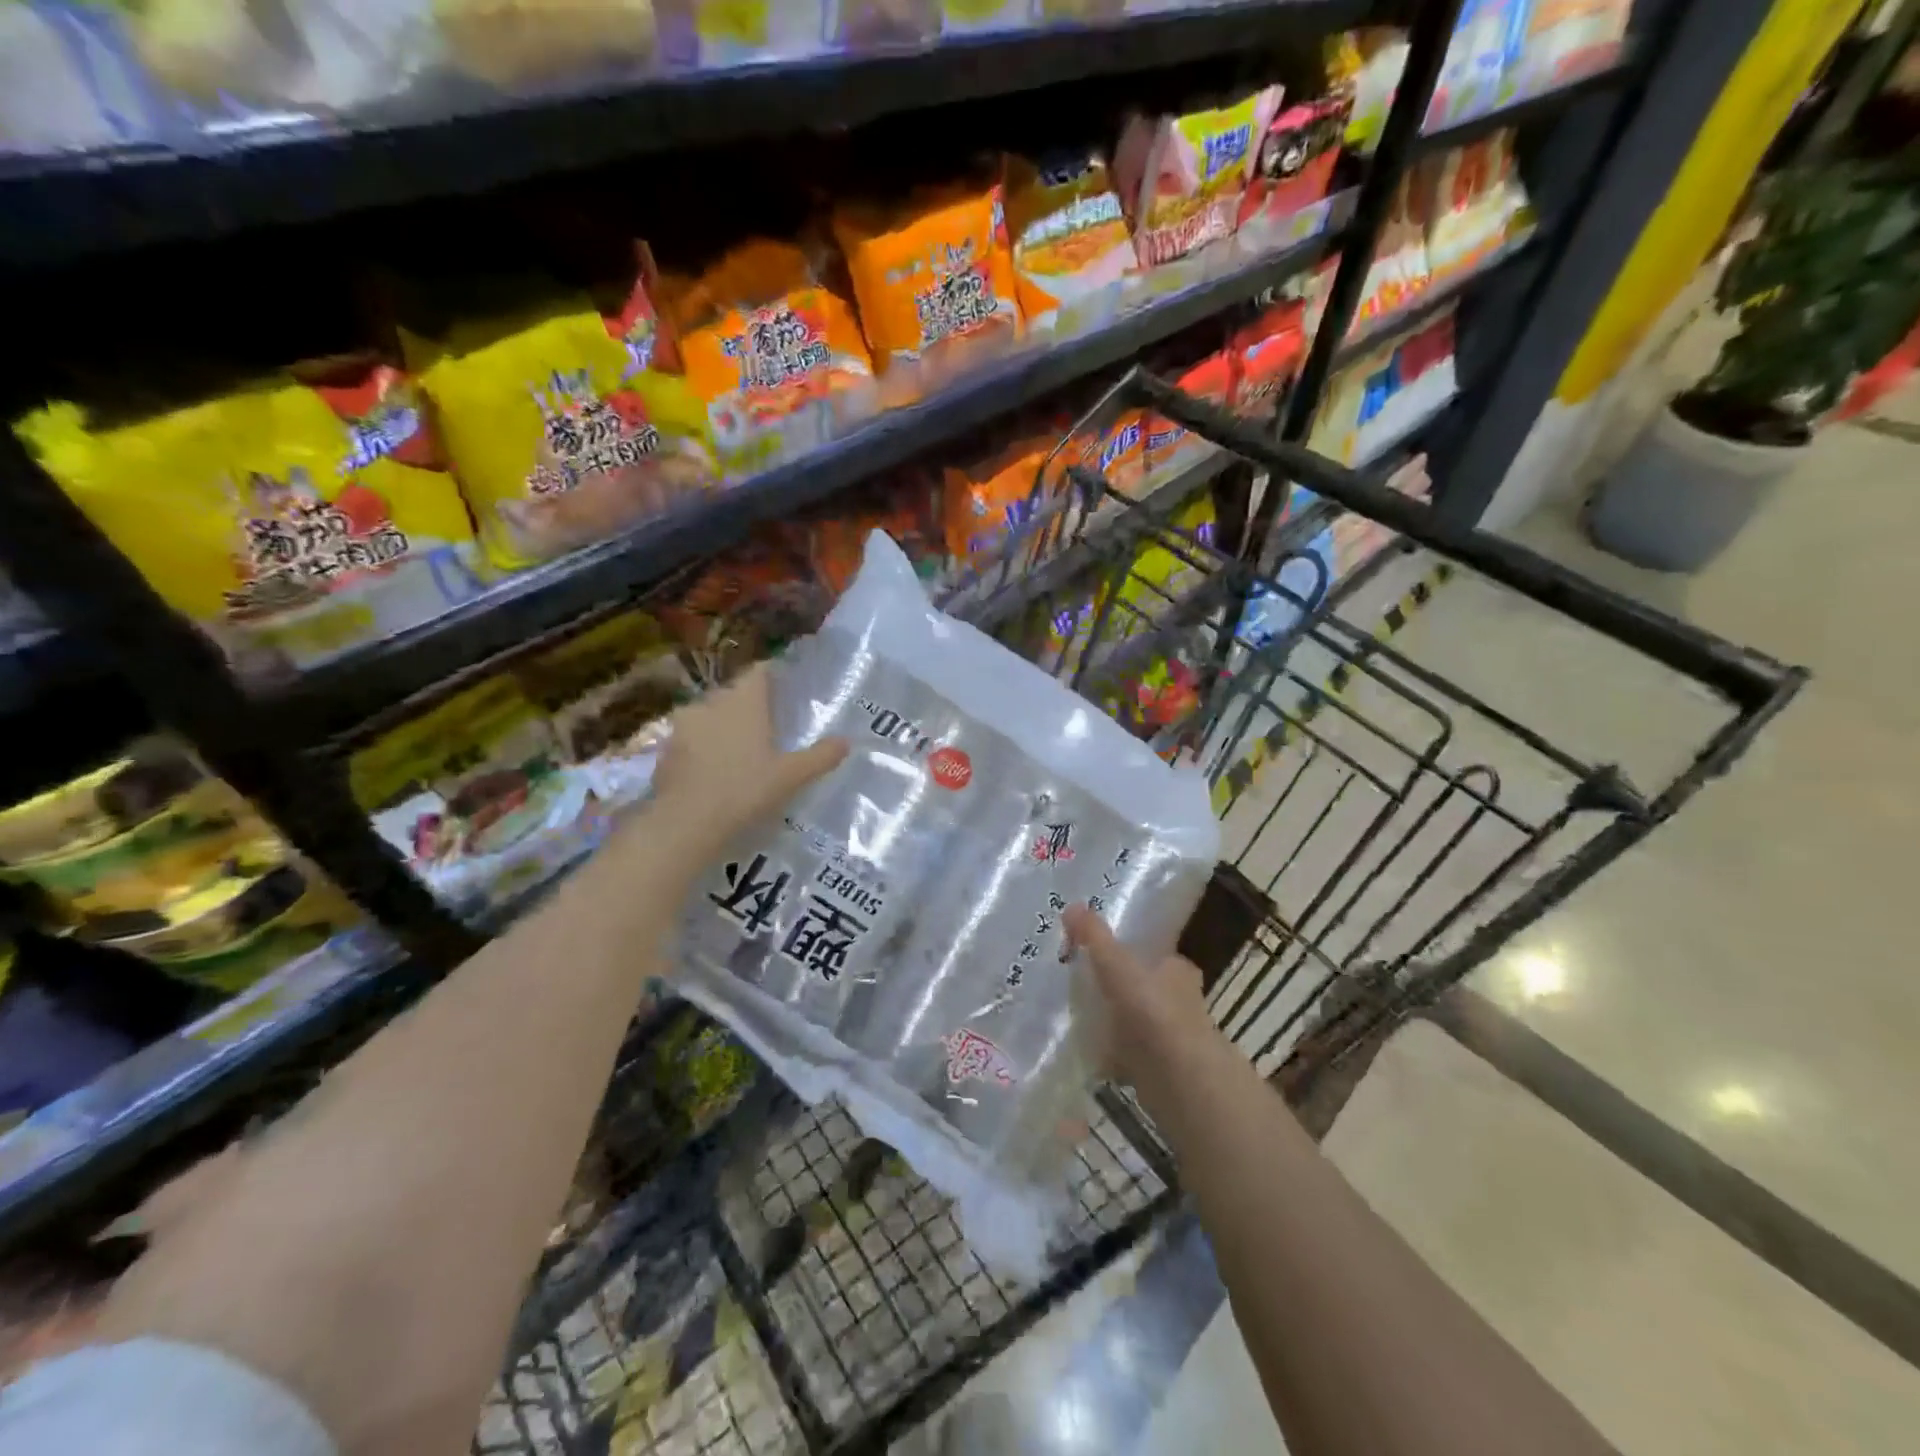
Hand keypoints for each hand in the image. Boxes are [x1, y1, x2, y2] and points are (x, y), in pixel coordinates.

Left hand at [649, 663, 848, 858]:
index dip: (775, 676)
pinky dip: (705, 746)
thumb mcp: (791, 777)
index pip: (760, 671)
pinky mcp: (666, 749)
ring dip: (725, 725)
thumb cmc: (744, 791)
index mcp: (744, 701)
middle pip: (735, 692)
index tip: (788, 690)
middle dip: (751, 704)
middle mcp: (712, 702)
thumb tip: (847, 741)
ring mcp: (684, 724)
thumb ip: (820, 756)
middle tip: (771, 725)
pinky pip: (692, 737)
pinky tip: (716, 769)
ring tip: (743, 749)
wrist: (684, 824)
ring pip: (711, 714)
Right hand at [1064, 904, 1219, 1092]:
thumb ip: (1094, 937)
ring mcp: (1174, 1039)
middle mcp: (1182, 1001)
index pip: (1160, 956)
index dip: (1137, 955)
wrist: (1179, 1079)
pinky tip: (1093, 1056)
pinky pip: (1134, 1056)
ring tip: (1084, 1020)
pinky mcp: (1163, 1070)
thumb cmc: (1152, 1011)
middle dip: (1125, 991)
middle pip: (1149, 990)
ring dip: (1120, 1024)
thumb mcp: (1116, 965)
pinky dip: (1117, 1056)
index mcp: (1178, 970)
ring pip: (1142, 1024)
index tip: (1108, 958)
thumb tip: (1071, 905)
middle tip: (1089, 988)